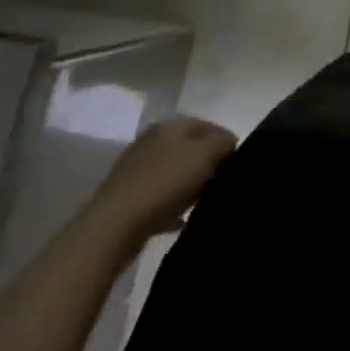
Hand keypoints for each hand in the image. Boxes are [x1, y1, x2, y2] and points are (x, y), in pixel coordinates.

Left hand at [94, 115, 237, 240]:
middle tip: (221, 185)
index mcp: (171, 124)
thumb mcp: (204, 155)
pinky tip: (181, 220)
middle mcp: (153, 139)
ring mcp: (138, 168)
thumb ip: (223, 143)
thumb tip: (230, 144)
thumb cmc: (163, 184)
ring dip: (191, 186)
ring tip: (203, 204)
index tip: (237, 167)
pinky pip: (160, 196)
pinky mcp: (128, 196)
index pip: (210, 125)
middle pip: (192, 148)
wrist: (112, 227)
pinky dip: (173, 205)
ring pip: (176, 172)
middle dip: (209, 165)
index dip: (227, 143)